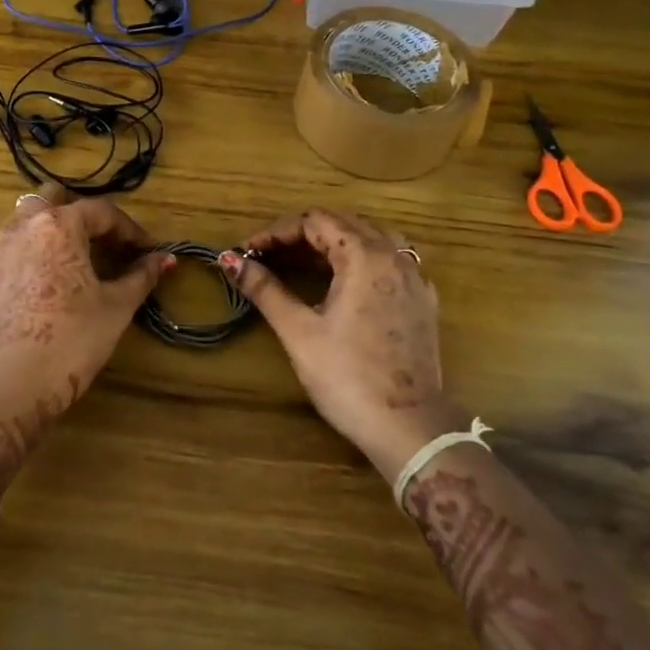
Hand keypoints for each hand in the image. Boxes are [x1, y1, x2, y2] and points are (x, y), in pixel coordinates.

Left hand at [0, 185, 171, 492]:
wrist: (6, 388)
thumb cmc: (71, 342)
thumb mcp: (115, 308)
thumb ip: (141, 277)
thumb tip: (165, 259)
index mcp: (58, 226)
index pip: (102, 211)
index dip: (130, 230)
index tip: (147, 250)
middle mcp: (19, 228)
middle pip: (52, 200)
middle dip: (81, 215)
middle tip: (103, 244)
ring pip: (23, 226)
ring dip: (50, 235)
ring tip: (71, 266)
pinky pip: (5, 259)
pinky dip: (26, 264)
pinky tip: (38, 295)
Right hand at [221, 209, 467, 481]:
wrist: (408, 427)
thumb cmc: (347, 377)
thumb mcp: (299, 330)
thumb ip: (265, 288)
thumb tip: (227, 259)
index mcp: (364, 255)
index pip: (315, 221)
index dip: (275, 232)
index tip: (247, 253)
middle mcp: (394, 256)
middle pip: (343, 223)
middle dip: (301, 234)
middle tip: (267, 257)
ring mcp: (414, 278)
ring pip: (370, 238)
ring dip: (332, 242)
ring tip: (300, 262)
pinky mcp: (422, 301)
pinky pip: (389, 260)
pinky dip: (359, 259)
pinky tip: (342, 282)